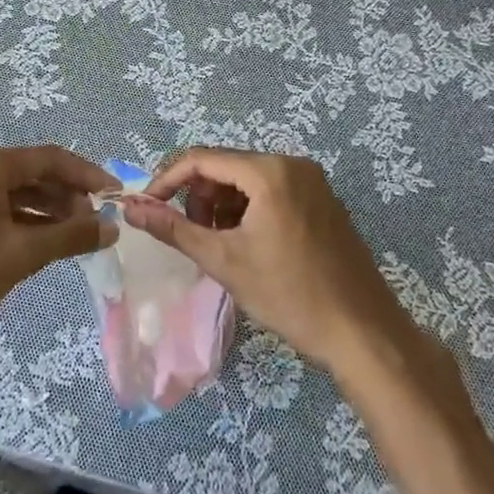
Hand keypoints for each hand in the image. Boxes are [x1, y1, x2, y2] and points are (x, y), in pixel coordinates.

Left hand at [0, 145, 111, 351]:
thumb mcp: (22, 254)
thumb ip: (70, 236)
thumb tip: (111, 227)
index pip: (51, 158)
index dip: (88, 175)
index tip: (116, 197)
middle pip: (36, 172)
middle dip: (70, 195)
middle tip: (97, 224)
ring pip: (21, 191)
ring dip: (51, 210)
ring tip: (79, 236)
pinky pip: (4, 207)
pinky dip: (29, 221)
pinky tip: (48, 242)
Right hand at [120, 148, 449, 384]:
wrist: (364, 334)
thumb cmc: (290, 294)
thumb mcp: (224, 260)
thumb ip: (173, 228)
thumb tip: (130, 208)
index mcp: (269, 171)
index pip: (201, 159)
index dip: (167, 180)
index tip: (147, 208)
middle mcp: (292, 164)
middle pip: (224, 167)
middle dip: (199, 198)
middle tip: (192, 236)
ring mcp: (311, 182)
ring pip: (245, 181)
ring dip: (222, 207)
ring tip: (220, 247)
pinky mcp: (321, 201)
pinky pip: (269, 192)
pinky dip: (247, 212)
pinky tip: (247, 246)